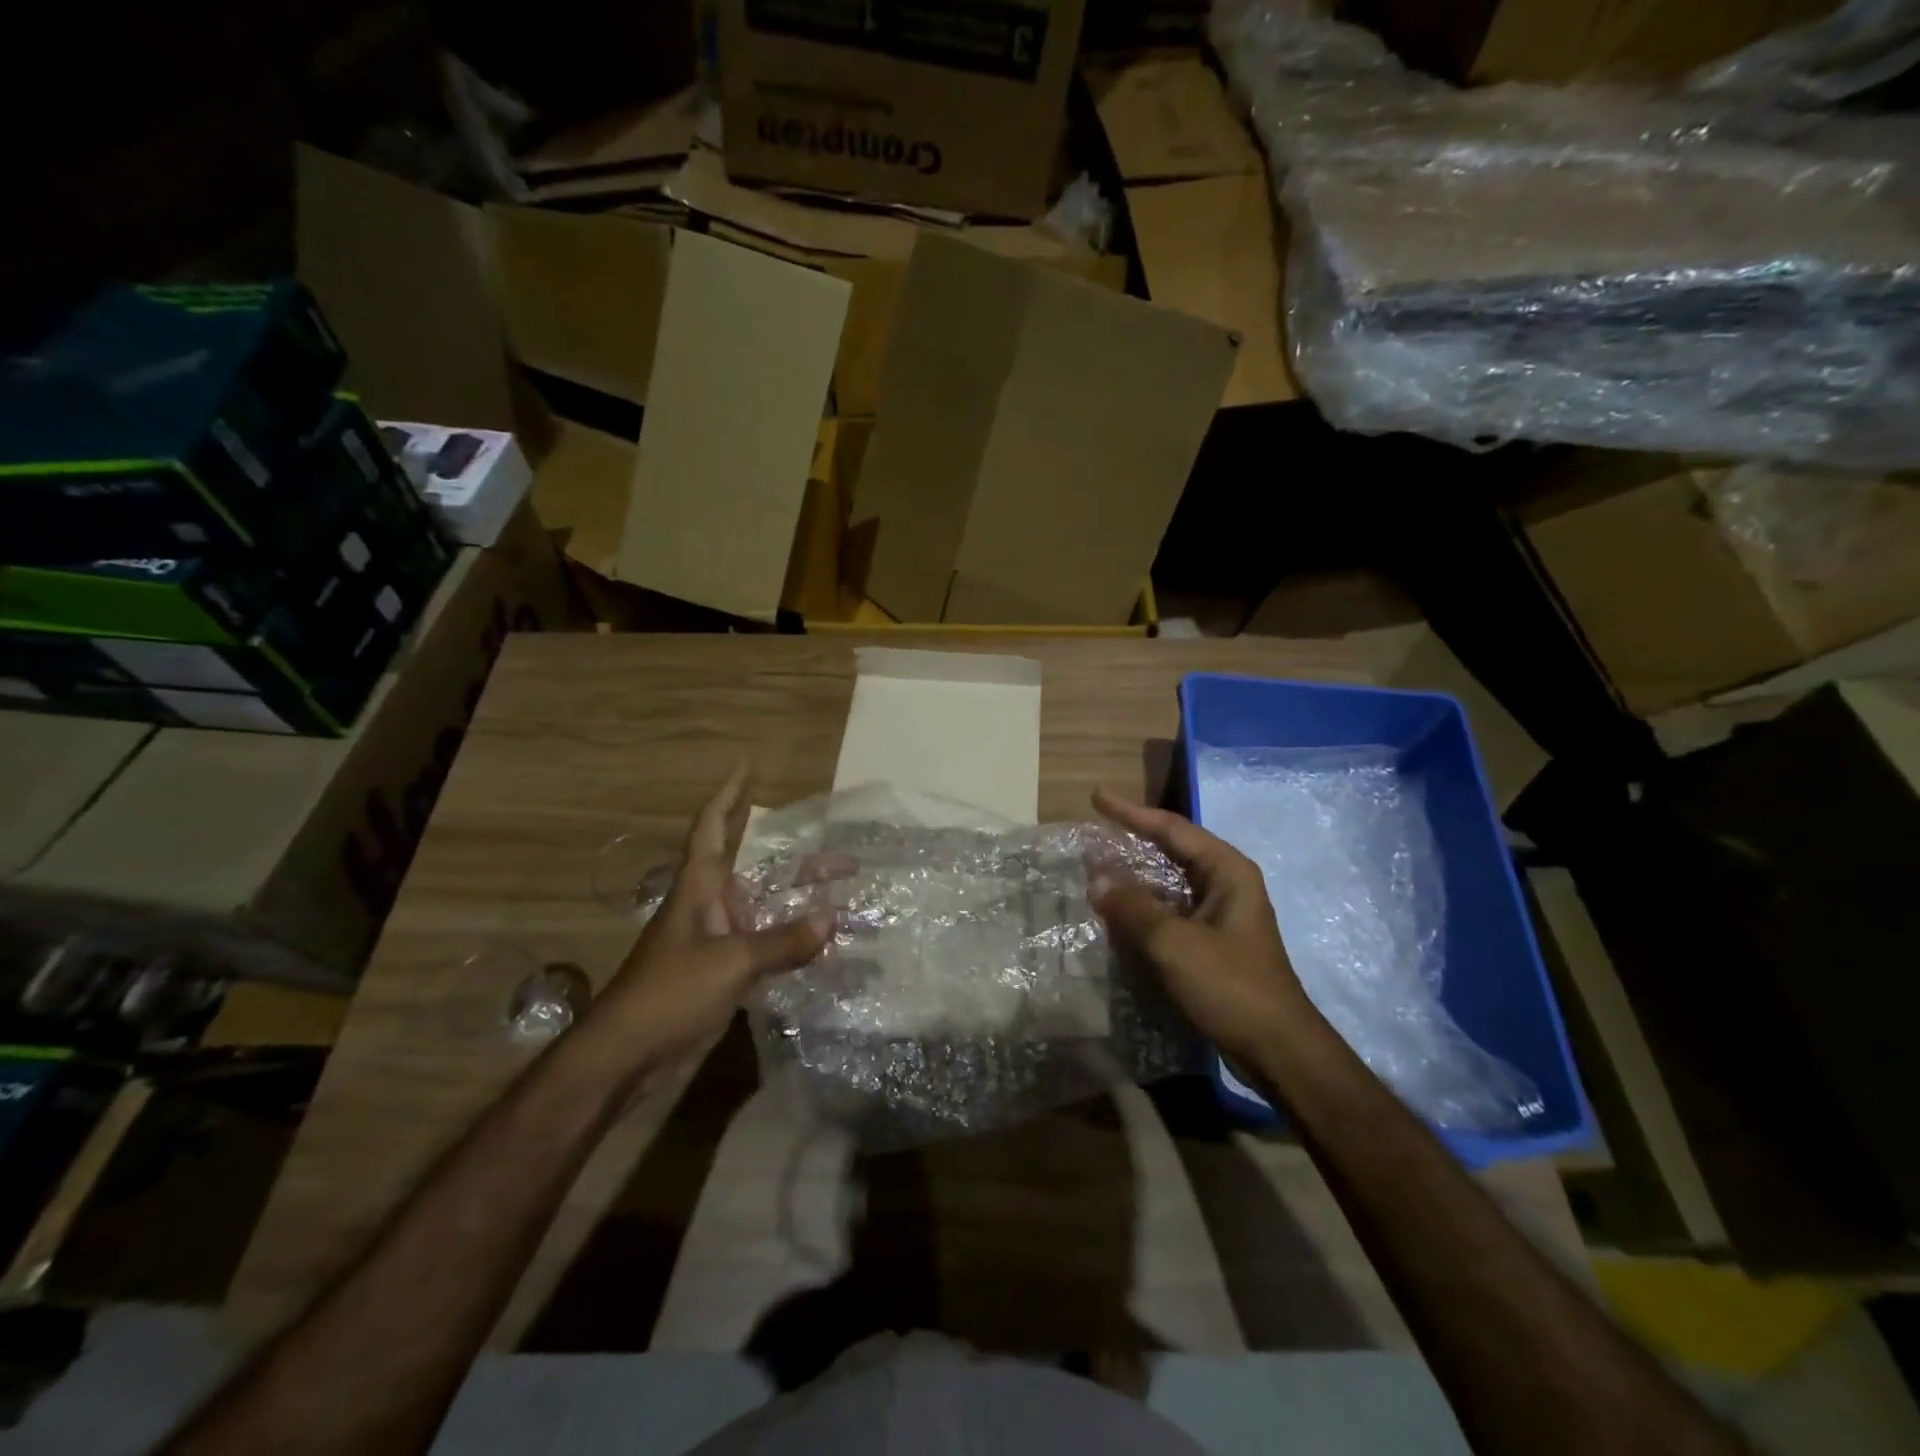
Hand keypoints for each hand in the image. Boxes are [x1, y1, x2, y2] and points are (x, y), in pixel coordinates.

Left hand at [589, 767, 832, 1086]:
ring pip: (759, 903)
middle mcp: (706, 906)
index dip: (729, 795)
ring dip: (792, 892)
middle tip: (824, 835)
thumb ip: (782, 942)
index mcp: (697, 888)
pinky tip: (817, 938)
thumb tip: (832, 919)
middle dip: (785, 848)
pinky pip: (762, 941)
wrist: (627, 1056)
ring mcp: (713, 940)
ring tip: (836, 884)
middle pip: (747, 863)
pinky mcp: (719, 973)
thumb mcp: (730, 963)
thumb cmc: (669, 994)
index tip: (749, 766)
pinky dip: (789, 935)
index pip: (712, 827)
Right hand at [1089, 788, 1315, 1069]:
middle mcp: (1226, 884)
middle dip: (1131, 844)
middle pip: (1171, 852)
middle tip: (1093, 838)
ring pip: (1169, 885)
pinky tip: (1117, 917)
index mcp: (1227, 871)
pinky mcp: (1213, 943)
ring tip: (1096, 875)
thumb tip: (1096, 878)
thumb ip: (1132, 906)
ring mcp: (1220, 915)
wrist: (1276, 1050)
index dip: (1131, 812)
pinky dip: (1143, 911)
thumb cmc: (1229, 985)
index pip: (1172, 828)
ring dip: (1134, 881)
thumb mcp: (1174, 942)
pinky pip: (1170, 913)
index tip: (1097, 798)